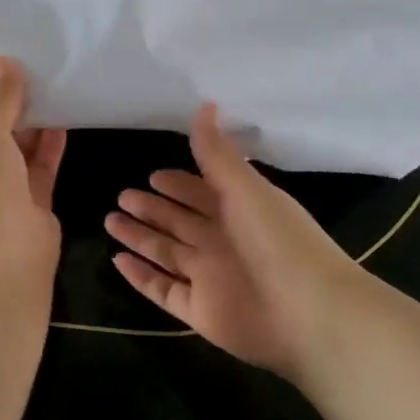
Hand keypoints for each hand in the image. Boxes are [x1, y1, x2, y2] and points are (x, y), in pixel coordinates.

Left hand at [0, 57, 67, 282]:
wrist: (1, 259)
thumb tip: (1, 61)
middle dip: (8, 105)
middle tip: (29, 67)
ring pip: (17, 149)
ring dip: (32, 123)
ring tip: (50, 84)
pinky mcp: (30, 204)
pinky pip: (40, 166)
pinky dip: (49, 144)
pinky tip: (64, 115)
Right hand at [105, 104, 354, 381]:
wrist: (309, 313)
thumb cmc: (278, 240)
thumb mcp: (245, 187)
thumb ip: (216, 152)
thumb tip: (205, 105)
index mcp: (238, 211)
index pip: (201, 192)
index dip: (178, 184)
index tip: (153, 175)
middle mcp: (221, 242)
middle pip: (179, 221)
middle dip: (152, 208)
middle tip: (122, 195)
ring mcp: (209, 278)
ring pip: (165, 252)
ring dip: (139, 236)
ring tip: (110, 221)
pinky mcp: (199, 311)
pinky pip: (162, 289)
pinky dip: (140, 277)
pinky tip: (117, 260)